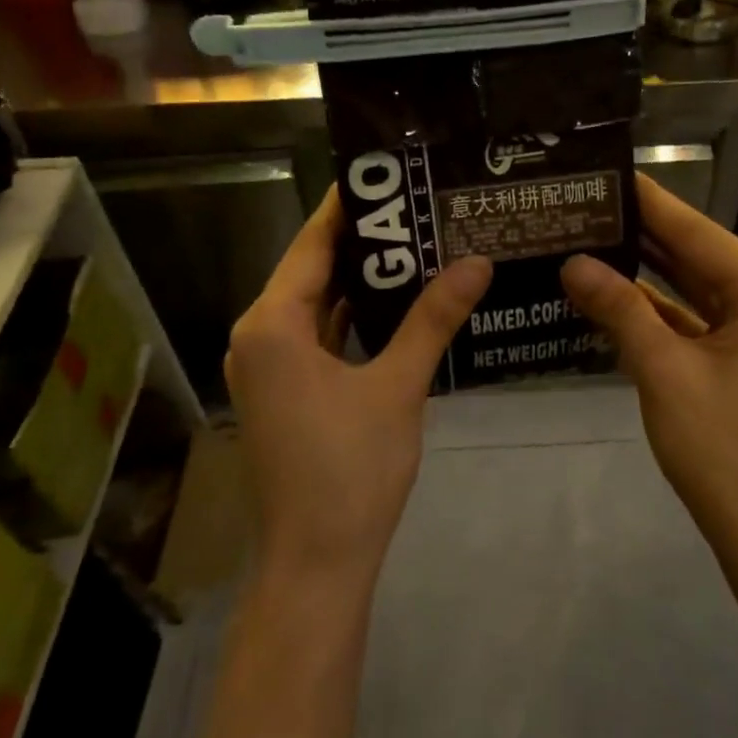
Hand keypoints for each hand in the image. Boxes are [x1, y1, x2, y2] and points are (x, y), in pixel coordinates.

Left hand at [226, 188, 491, 583]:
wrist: (316, 563)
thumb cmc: (350, 470)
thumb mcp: (398, 387)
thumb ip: (433, 319)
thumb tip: (477, 261)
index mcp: (273, 324)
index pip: (312, 244)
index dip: (349, 207)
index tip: (390, 173)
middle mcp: (259, 336)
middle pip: (313, 270)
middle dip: (364, 241)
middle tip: (418, 206)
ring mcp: (269, 367)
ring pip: (317, 305)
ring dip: (360, 280)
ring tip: (416, 243)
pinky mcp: (284, 391)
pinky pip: (318, 336)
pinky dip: (352, 318)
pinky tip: (397, 302)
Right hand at [560, 176, 737, 551]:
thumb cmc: (723, 448)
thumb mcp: (664, 371)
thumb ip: (620, 309)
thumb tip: (572, 262)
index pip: (694, 230)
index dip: (645, 200)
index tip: (600, 171)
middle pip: (691, 251)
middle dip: (636, 230)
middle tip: (579, 203)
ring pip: (687, 282)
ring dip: (640, 266)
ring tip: (583, 234)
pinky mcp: (734, 351)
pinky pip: (687, 314)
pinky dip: (650, 304)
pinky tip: (604, 287)